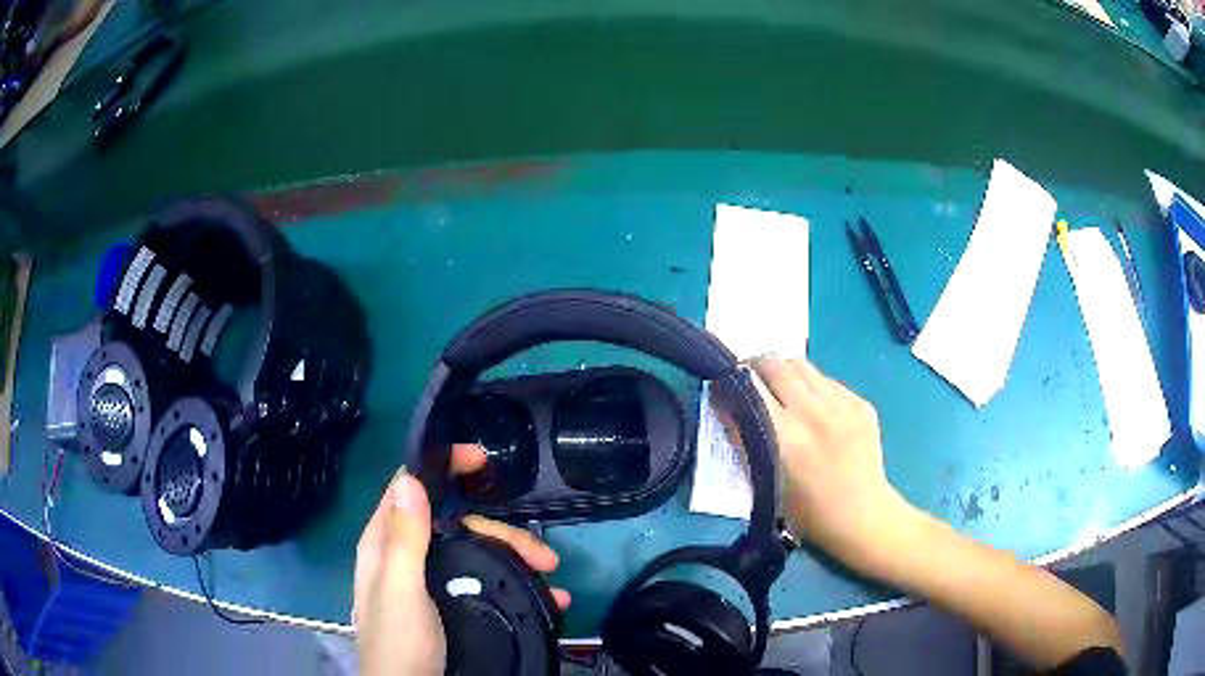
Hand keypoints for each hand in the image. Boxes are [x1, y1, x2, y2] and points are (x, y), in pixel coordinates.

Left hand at [354, 444, 570, 675]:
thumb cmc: (399, 643)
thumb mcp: (399, 591)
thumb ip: (403, 539)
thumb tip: (410, 478)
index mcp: (386, 544)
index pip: (410, 489)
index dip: (442, 468)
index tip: (482, 460)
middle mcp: (408, 557)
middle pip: (457, 526)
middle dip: (501, 533)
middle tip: (545, 555)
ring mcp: (432, 583)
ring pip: (476, 553)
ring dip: (516, 560)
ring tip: (553, 580)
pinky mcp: (452, 604)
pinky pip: (485, 581)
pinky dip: (515, 584)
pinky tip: (544, 598)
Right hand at [748, 356, 914, 572]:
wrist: (861, 517)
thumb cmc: (806, 511)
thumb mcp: (765, 479)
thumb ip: (745, 438)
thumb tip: (726, 401)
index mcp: (784, 436)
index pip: (749, 385)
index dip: (733, 379)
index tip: (727, 382)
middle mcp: (813, 412)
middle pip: (775, 364)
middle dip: (757, 366)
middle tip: (752, 379)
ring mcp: (841, 405)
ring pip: (803, 365)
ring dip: (786, 372)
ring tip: (783, 389)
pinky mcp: (861, 404)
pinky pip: (828, 381)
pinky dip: (814, 387)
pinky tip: (816, 409)